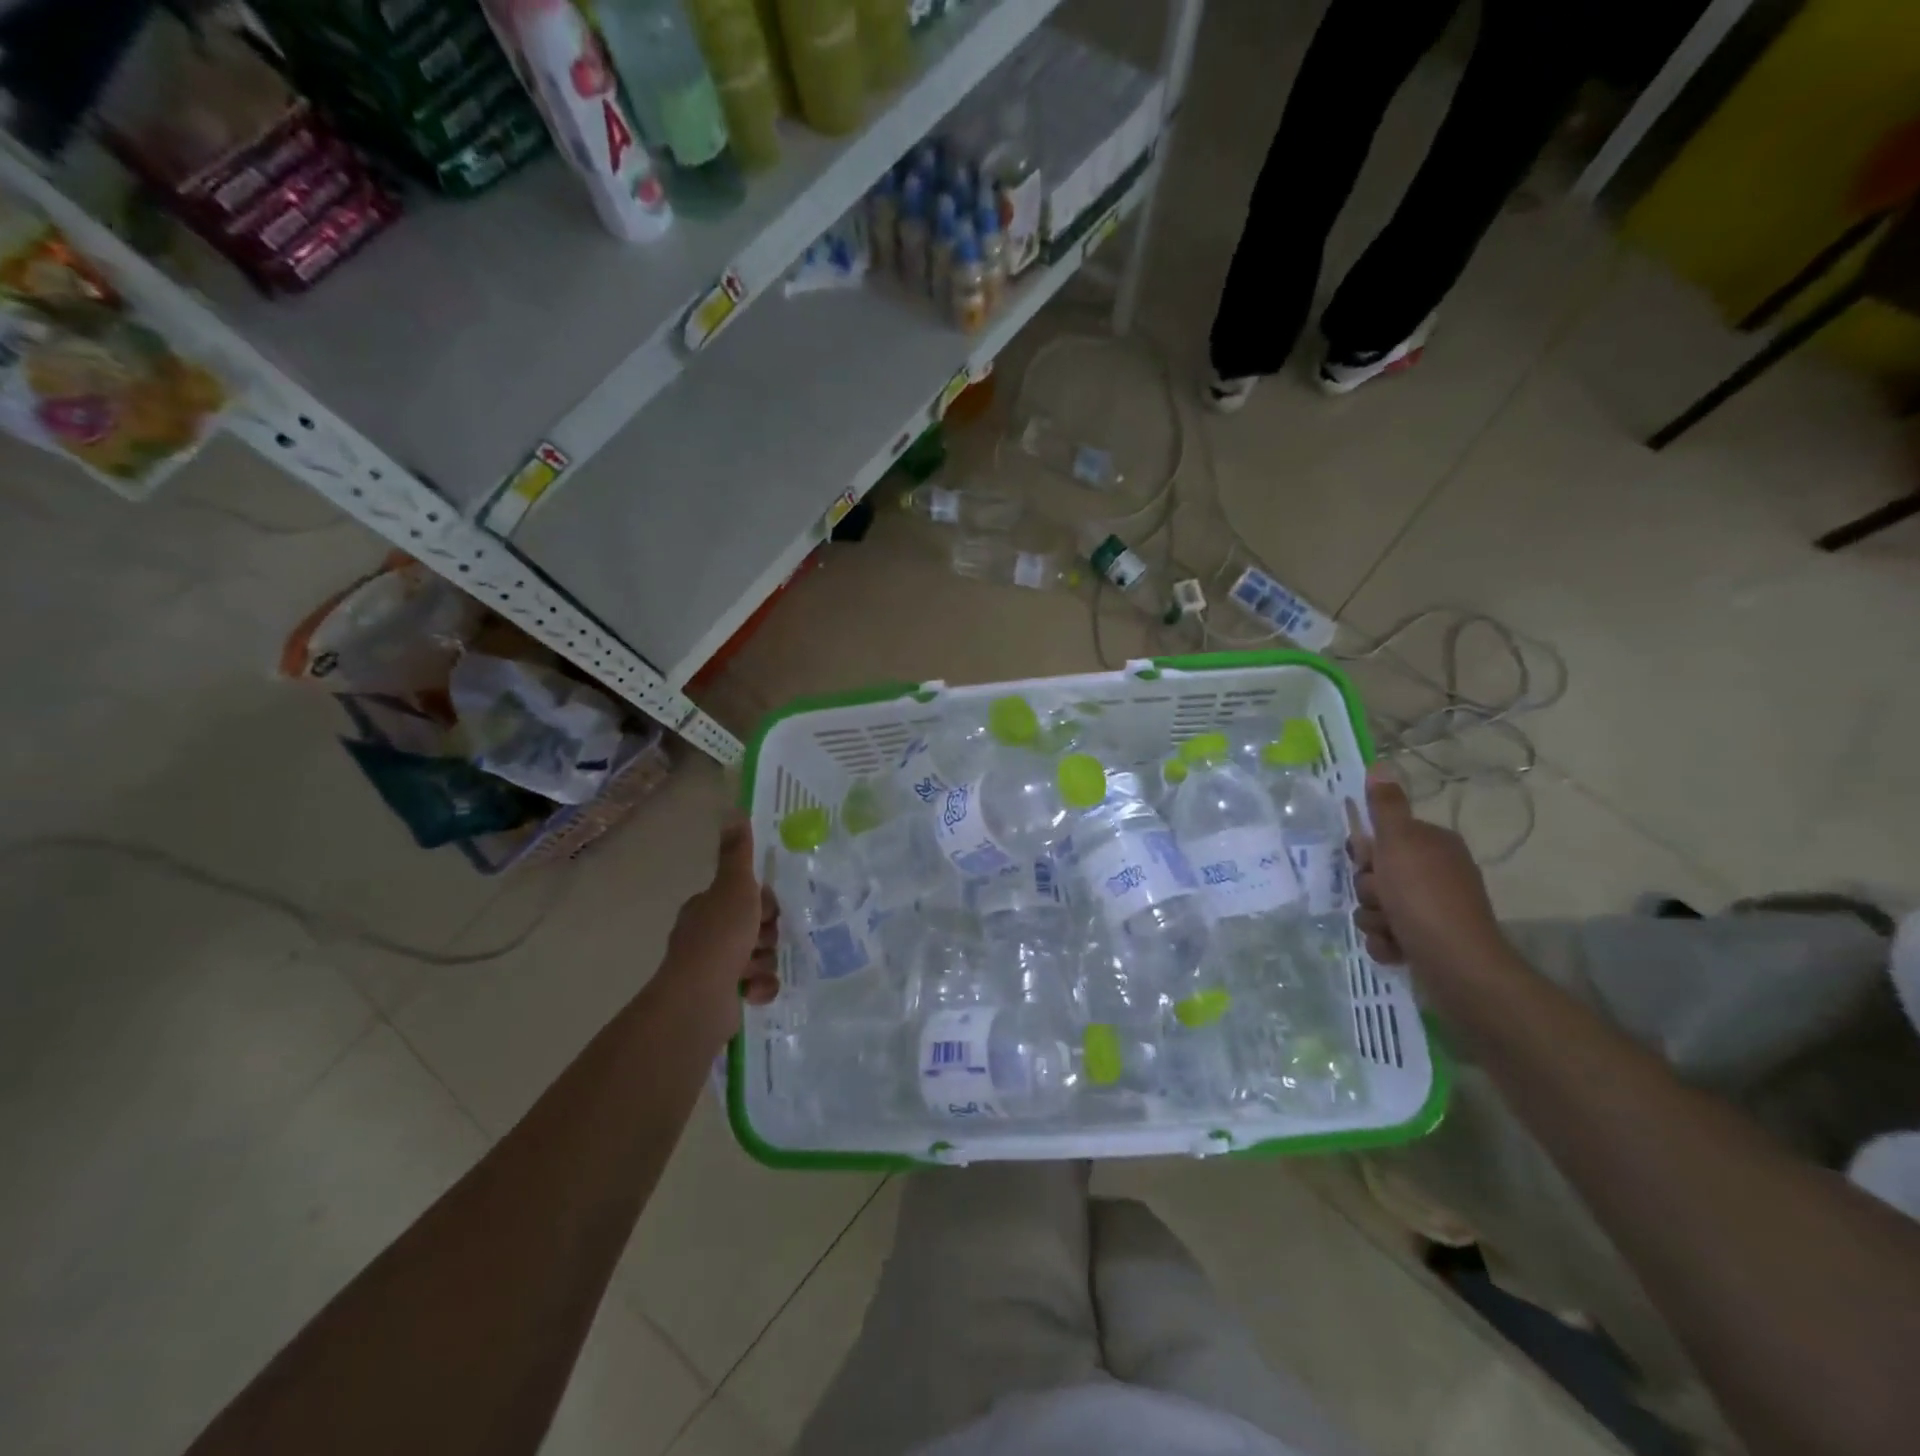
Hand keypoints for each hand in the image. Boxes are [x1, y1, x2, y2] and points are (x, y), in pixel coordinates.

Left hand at [663, 813, 778, 1020]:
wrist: (699, 999)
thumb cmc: (720, 937)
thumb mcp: (734, 887)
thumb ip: (738, 854)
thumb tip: (734, 812)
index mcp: (708, 907)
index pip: (747, 896)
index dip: (763, 903)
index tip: (766, 911)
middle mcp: (708, 934)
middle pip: (757, 927)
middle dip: (766, 936)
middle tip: (760, 941)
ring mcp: (714, 967)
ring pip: (760, 957)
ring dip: (763, 963)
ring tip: (751, 971)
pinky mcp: (723, 996)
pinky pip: (757, 985)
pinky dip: (759, 988)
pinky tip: (751, 992)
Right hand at [1347, 768, 1505, 980]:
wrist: (1457, 965)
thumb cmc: (1424, 897)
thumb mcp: (1398, 843)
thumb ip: (1385, 807)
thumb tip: (1380, 765)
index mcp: (1432, 845)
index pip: (1383, 837)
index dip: (1367, 851)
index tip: (1367, 861)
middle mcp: (1435, 873)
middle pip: (1375, 873)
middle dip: (1369, 890)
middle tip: (1381, 897)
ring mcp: (1431, 909)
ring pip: (1375, 906)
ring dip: (1374, 918)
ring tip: (1391, 928)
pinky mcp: (1426, 941)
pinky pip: (1386, 934)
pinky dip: (1385, 942)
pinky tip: (1396, 948)